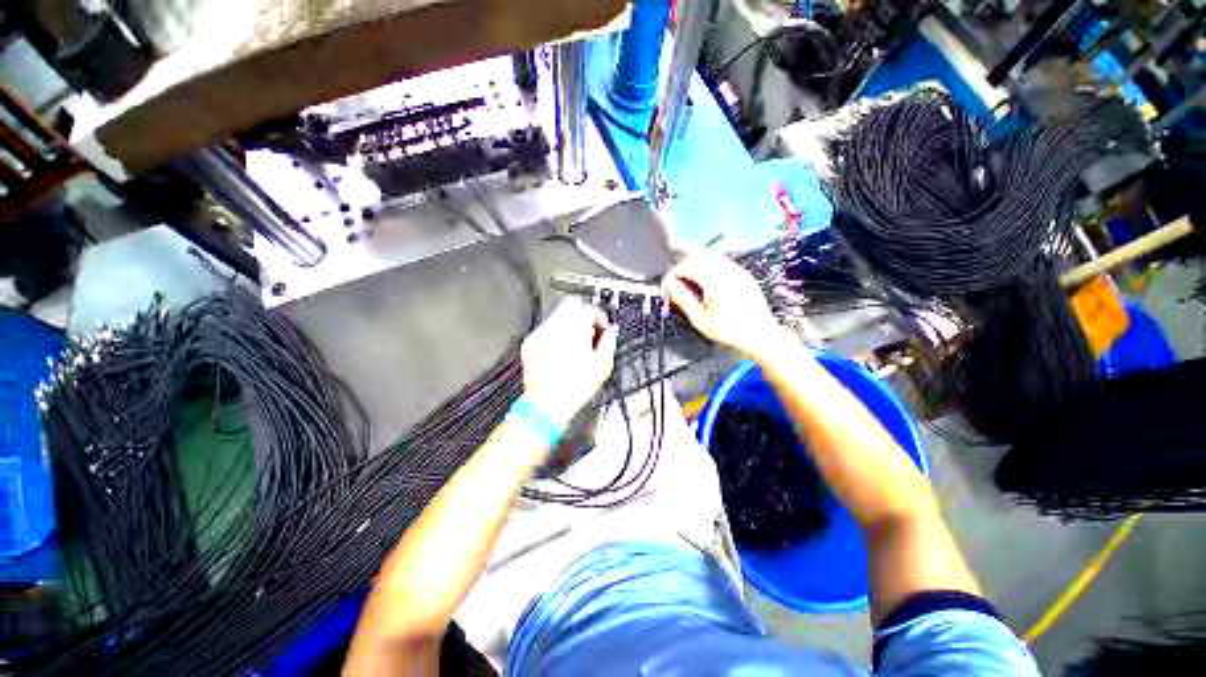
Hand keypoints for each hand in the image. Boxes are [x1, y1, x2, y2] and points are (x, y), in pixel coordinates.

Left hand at [520, 299, 616, 426]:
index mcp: (574, 331)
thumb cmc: (573, 389)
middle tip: (589, 331)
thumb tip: (611, 333)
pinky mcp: (530, 343)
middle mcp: (554, 328)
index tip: (602, 326)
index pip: (589, 309)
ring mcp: (539, 335)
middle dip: (583, 315)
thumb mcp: (601, 367)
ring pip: (557, 316)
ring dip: (569, 325)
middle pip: (571, 305)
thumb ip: (609, 343)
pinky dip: (555, 335)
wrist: (546, 406)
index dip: (599, 316)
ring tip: (575, 345)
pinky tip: (561, 352)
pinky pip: (545, 330)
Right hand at [662, 253, 792, 361]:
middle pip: (698, 257)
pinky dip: (709, 266)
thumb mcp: (700, 319)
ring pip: (711, 257)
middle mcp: (725, 270)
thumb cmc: (728, 331)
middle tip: (674, 282)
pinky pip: (723, 262)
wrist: (761, 335)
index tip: (666, 287)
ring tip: (688, 280)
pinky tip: (706, 280)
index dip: (673, 275)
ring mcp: (737, 270)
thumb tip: (669, 285)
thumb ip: (683, 299)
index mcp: (713, 280)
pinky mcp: (744, 275)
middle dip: (683, 266)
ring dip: (696, 264)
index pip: (686, 267)